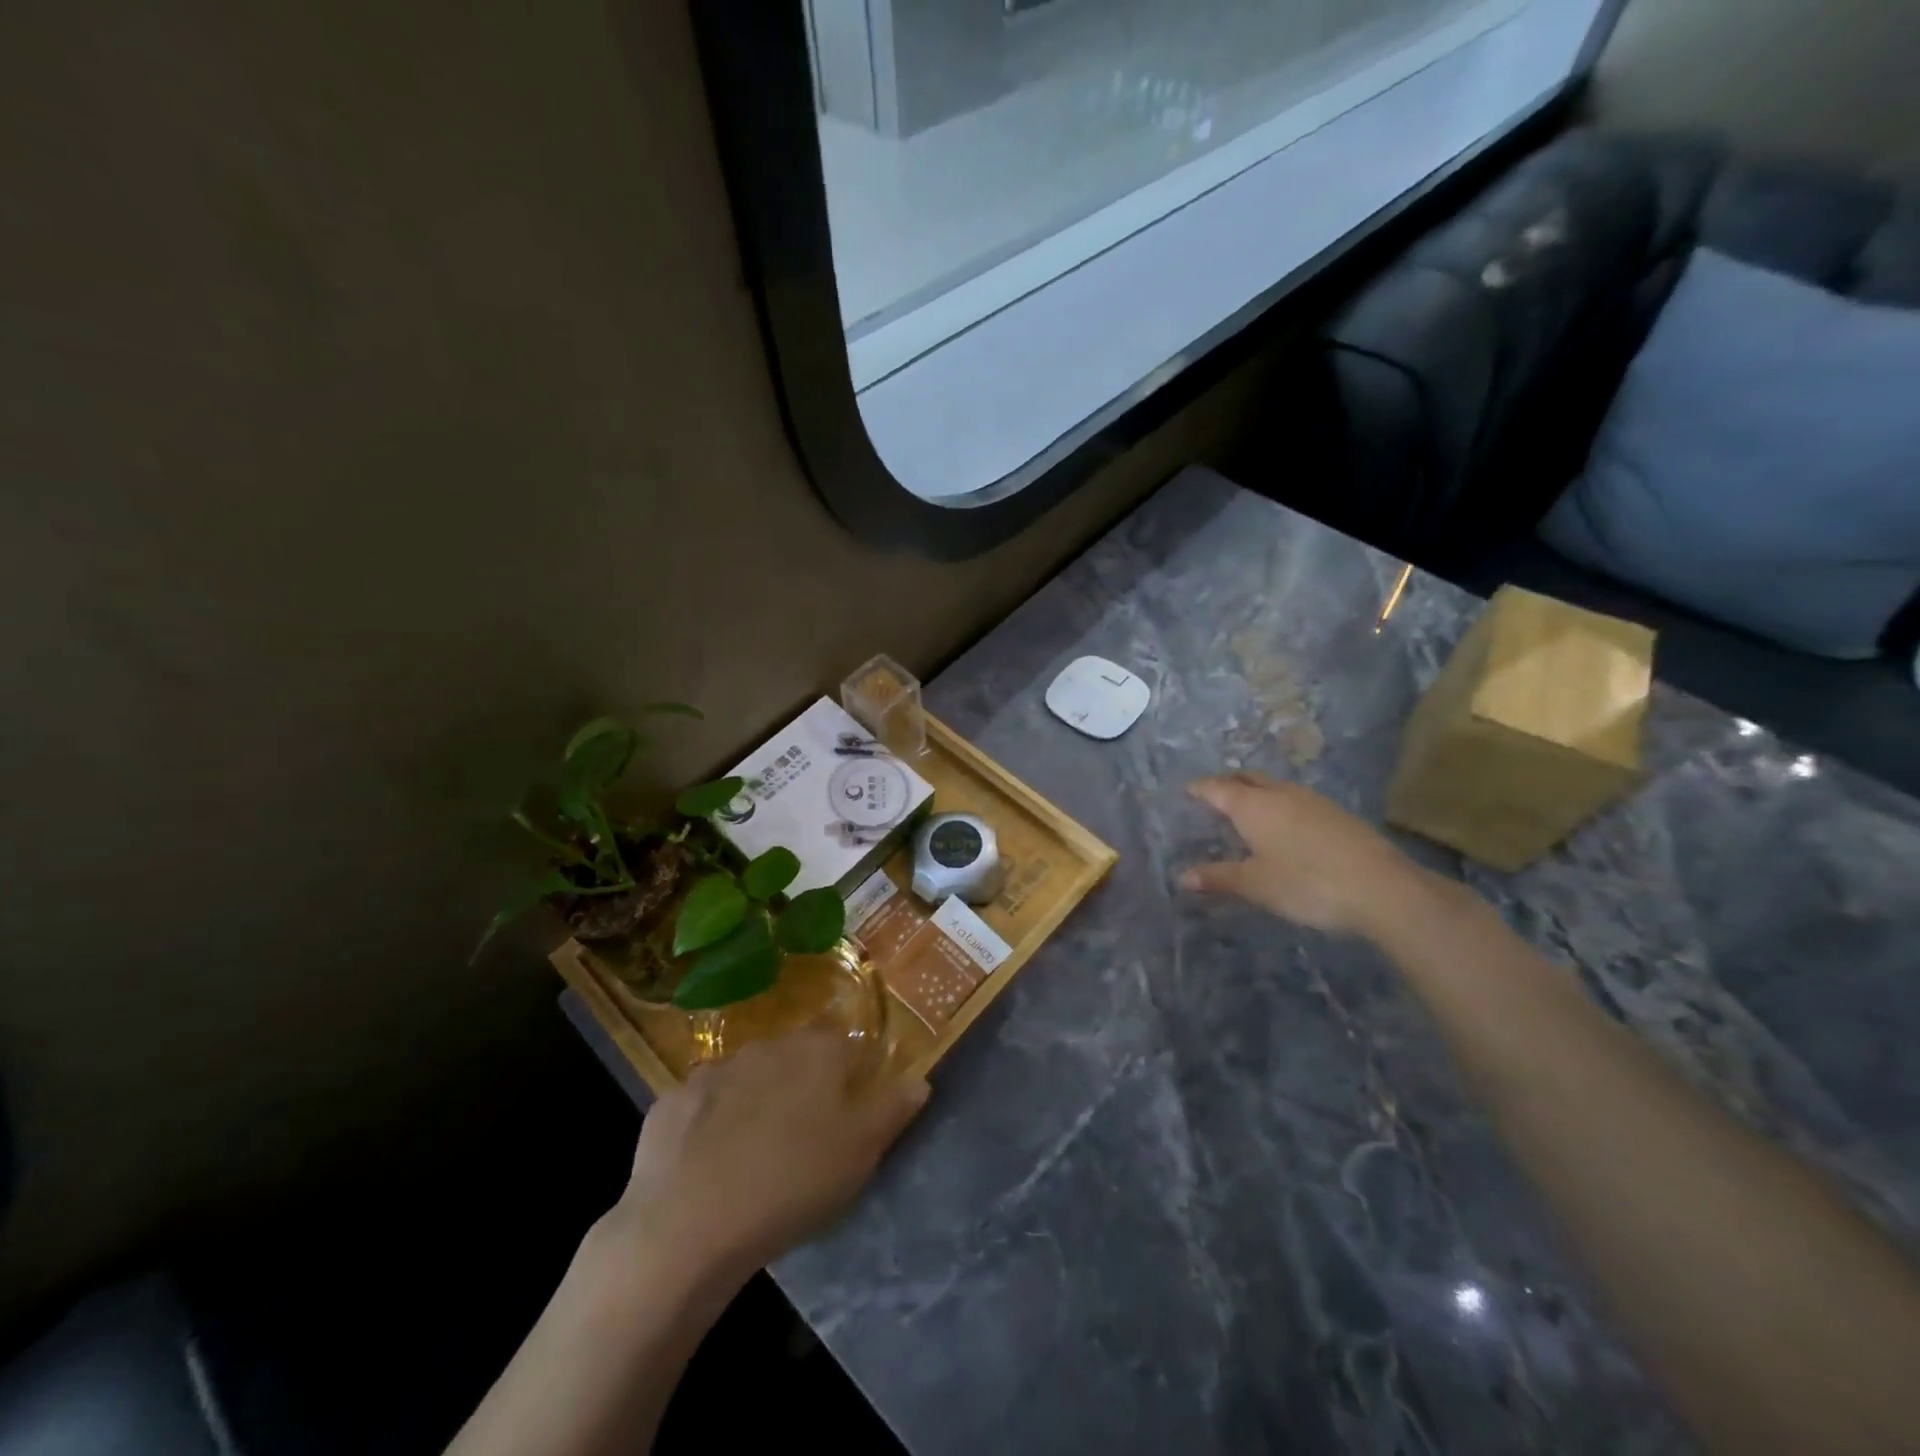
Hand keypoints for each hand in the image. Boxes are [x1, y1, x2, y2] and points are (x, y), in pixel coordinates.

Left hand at [614, 1028, 928, 1282]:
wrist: (689, 1226)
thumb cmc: (793, 1182)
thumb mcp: (860, 1152)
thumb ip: (893, 1108)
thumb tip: (920, 1079)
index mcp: (815, 1050)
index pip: (841, 1040)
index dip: (846, 1070)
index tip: (845, 1107)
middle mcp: (764, 1045)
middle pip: (791, 1056)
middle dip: (798, 1084)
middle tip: (801, 1135)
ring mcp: (711, 1071)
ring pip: (744, 1078)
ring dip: (752, 1101)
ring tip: (753, 1153)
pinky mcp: (670, 1103)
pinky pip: (700, 1106)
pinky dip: (707, 1124)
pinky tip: (706, 1164)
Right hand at [1181, 772, 1426, 937]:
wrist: (1383, 889)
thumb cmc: (1306, 883)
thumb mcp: (1256, 885)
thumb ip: (1218, 877)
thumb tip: (1183, 876)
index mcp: (1254, 805)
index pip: (1218, 788)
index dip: (1200, 788)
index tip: (1187, 790)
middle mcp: (1281, 794)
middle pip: (1248, 779)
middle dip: (1228, 783)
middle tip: (1214, 795)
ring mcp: (1313, 801)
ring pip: (1275, 787)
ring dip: (1257, 793)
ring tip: (1248, 809)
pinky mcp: (1337, 815)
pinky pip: (1297, 800)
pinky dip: (1280, 805)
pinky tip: (1286, 827)